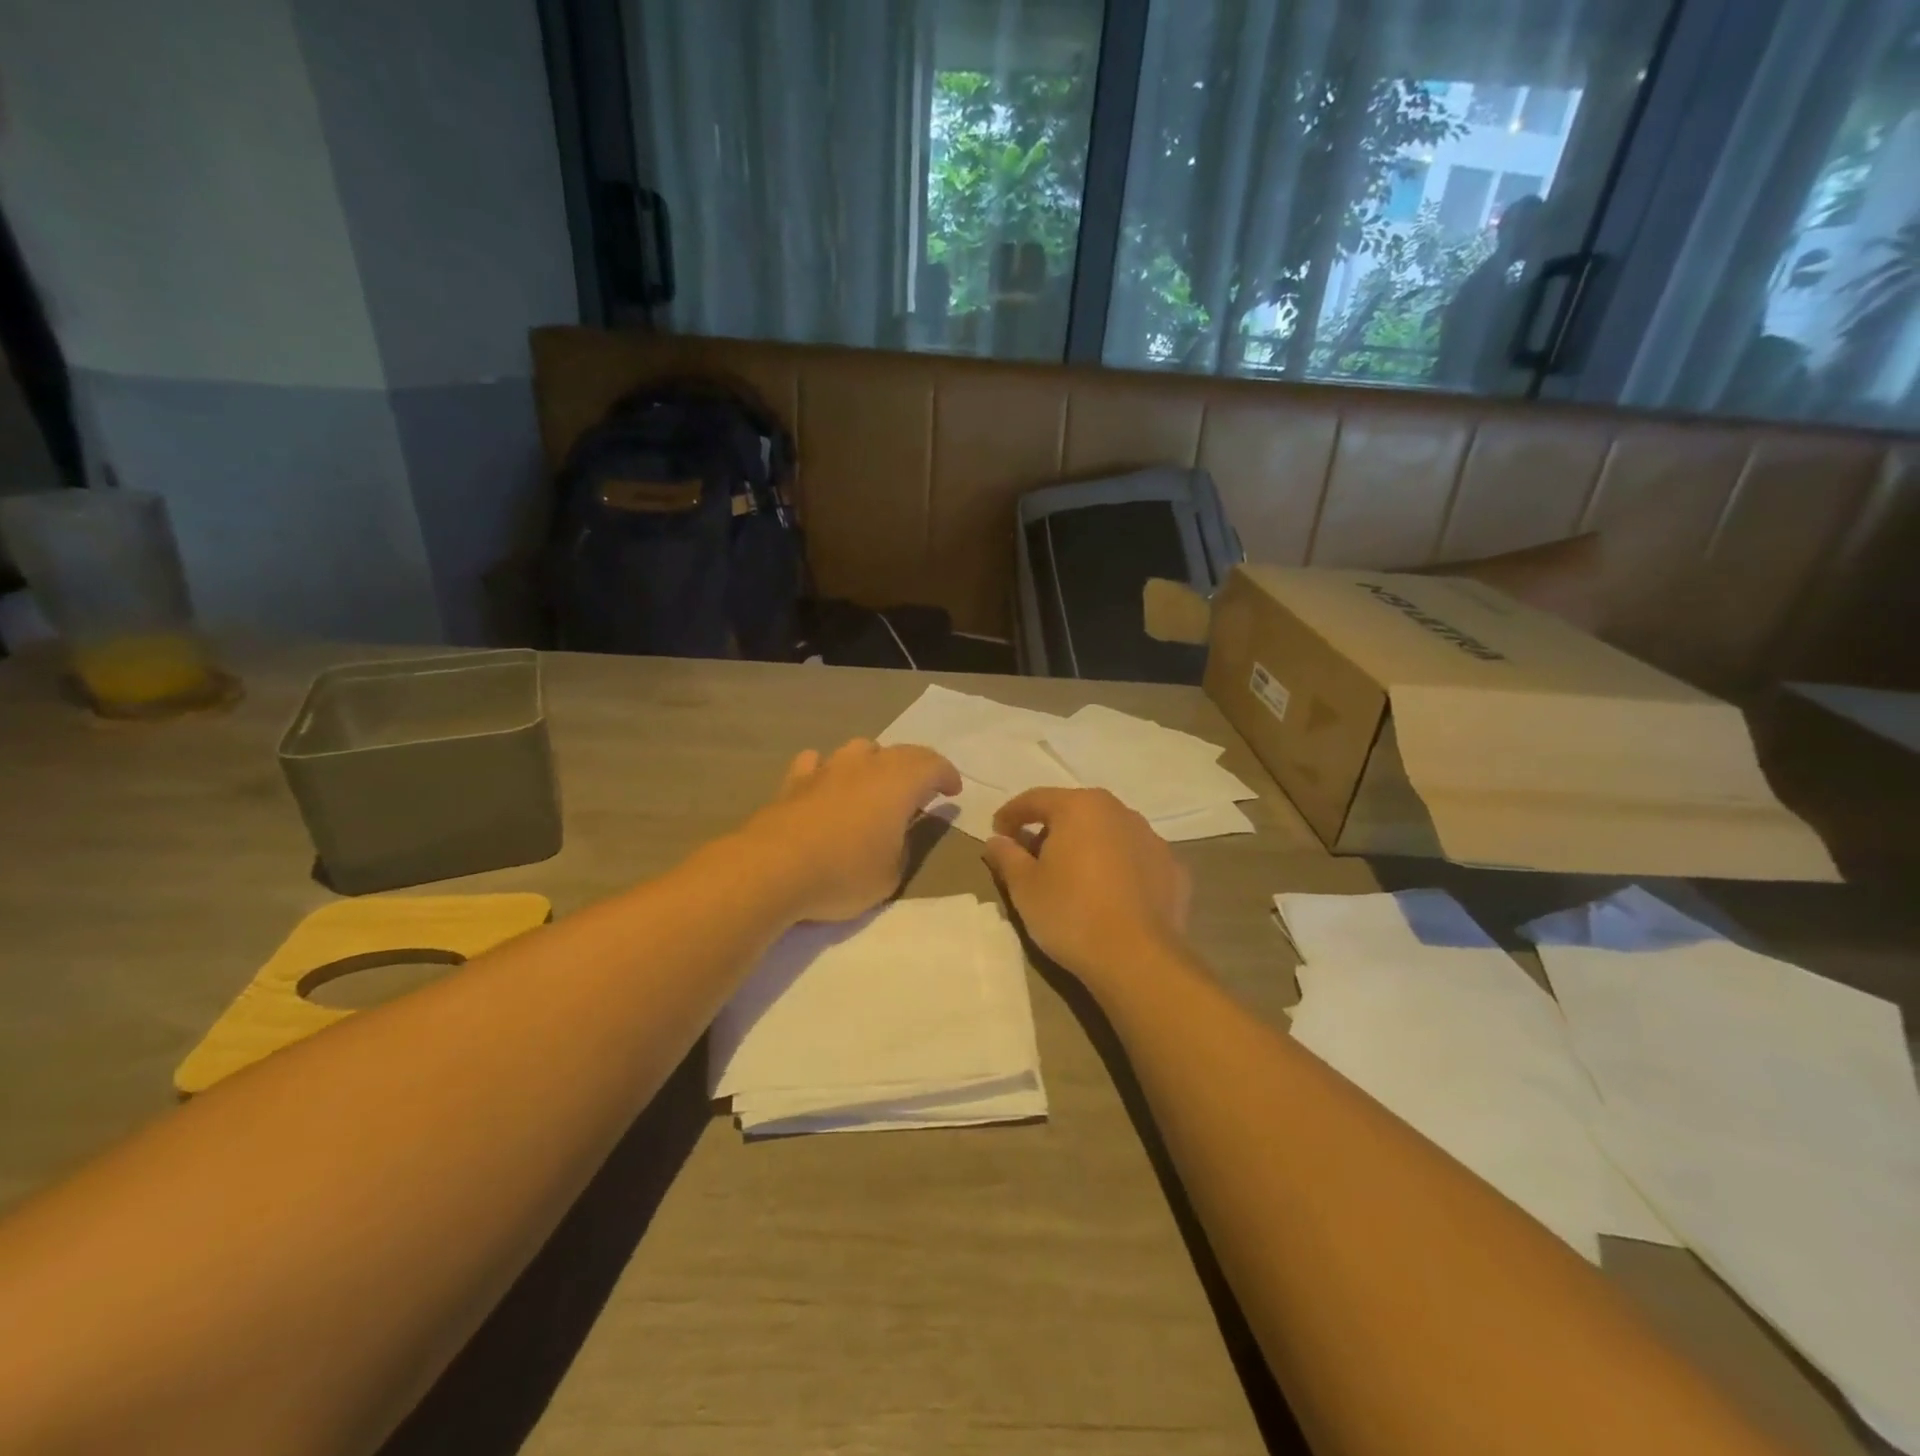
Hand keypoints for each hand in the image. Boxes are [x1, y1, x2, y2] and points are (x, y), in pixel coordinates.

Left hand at [738, 739, 960, 923]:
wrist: (773, 869)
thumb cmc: (843, 873)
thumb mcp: (891, 875)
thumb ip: (904, 847)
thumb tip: (901, 832)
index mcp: (898, 783)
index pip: (933, 765)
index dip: (947, 776)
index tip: (952, 792)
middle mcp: (865, 765)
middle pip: (900, 752)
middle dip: (917, 766)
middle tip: (922, 789)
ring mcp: (827, 768)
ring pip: (859, 749)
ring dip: (874, 762)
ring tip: (875, 784)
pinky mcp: (794, 781)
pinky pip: (818, 762)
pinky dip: (829, 770)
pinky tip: (826, 784)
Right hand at [983, 788, 1190, 989]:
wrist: (1137, 959)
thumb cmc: (1070, 913)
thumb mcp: (1024, 886)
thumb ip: (1006, 856)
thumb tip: (996, 840)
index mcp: (1080, 806)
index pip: (1035, 799)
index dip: (1011, 814)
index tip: (997, 834)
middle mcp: (1119, 812)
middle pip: (1075, 812)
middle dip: (1050, 830)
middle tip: (1032, 857)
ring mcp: (1152, 839)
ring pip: (1108, 833)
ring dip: (1086, 846)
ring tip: (1072, 877)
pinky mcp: (1173, 869)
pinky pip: (1134, 860)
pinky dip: (1117, 869)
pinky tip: (1109, 895)